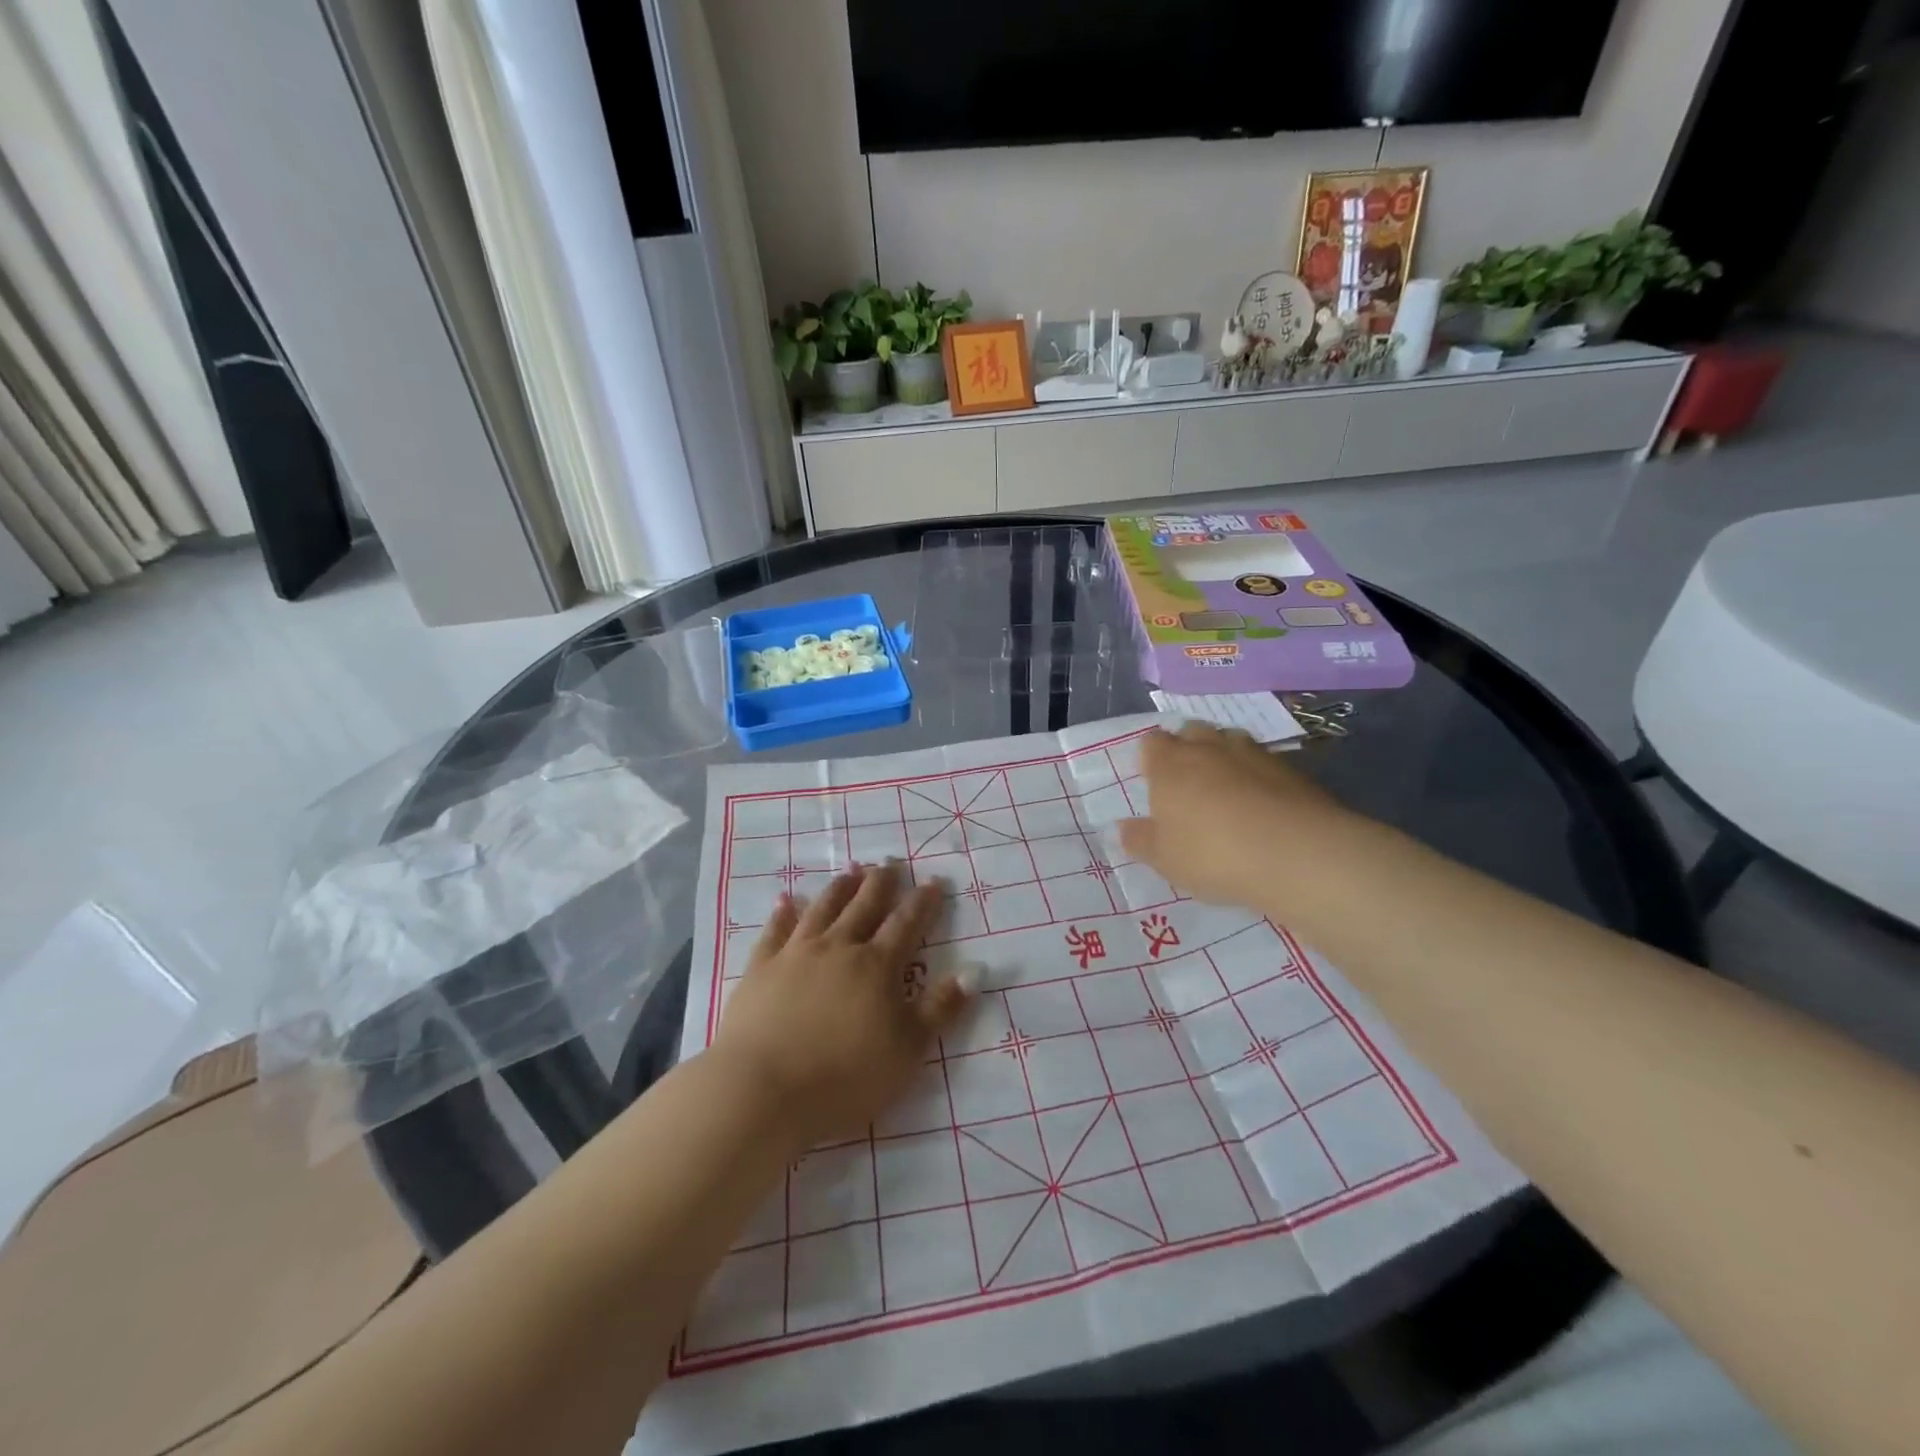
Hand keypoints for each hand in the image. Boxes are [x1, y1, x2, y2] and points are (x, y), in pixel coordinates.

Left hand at [710, 862, 973, 1150]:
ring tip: (851, 870)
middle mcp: (839, 948)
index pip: (906, 924)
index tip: (932, 880)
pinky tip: (786, 900)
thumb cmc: (846, 1076)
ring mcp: (796, 954)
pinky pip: (775, 930)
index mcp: (877, 966)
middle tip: (889, 861)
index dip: (922, 902)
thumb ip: (941, 1008)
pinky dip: (783, 912)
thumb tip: (974, 971)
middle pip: (864, 906)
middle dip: (880, 883)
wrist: (764, 1090)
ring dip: (839, 888)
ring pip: (823, 909)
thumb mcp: (908, 1049)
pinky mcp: (761, 968)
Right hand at [1118, 723, 1350, 911]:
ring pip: (1231, 741)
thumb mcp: (1164, 858)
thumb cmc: (1212, 853)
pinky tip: (1262, 803)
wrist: (1295, 854)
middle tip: (1187, 782)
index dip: (1150, 758)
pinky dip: (1258, 776)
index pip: (1151, 742)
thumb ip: (1139, 840)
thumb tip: (1122, 827)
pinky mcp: (1292, 769)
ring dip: (1224, 757)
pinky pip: (1265, 763)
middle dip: (1187, 748)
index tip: (1152, 782)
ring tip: (1225, 789)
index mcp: (1170, 764)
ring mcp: (1254, 754)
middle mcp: (1209, 748)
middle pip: (1192, 732)